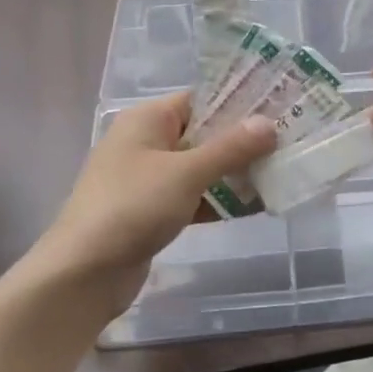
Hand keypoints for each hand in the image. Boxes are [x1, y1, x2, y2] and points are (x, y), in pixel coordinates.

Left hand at [38, 92, 275, 308]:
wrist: (84, 271)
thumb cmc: (133, 207)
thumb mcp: (186, 173)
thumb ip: (230, 148)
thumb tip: (268, 124)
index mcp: (147, 120)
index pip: (200, 100)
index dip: (238, 103)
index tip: (278, 109)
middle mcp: (146, 143)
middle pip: (203, 134)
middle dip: (243, 142)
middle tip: (288, 143)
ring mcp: (148, 180)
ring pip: (200, 168)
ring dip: (234, 173)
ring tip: (280, 174)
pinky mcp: (152, 212)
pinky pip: (193, 197)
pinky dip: (218, 201)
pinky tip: (254, 207)